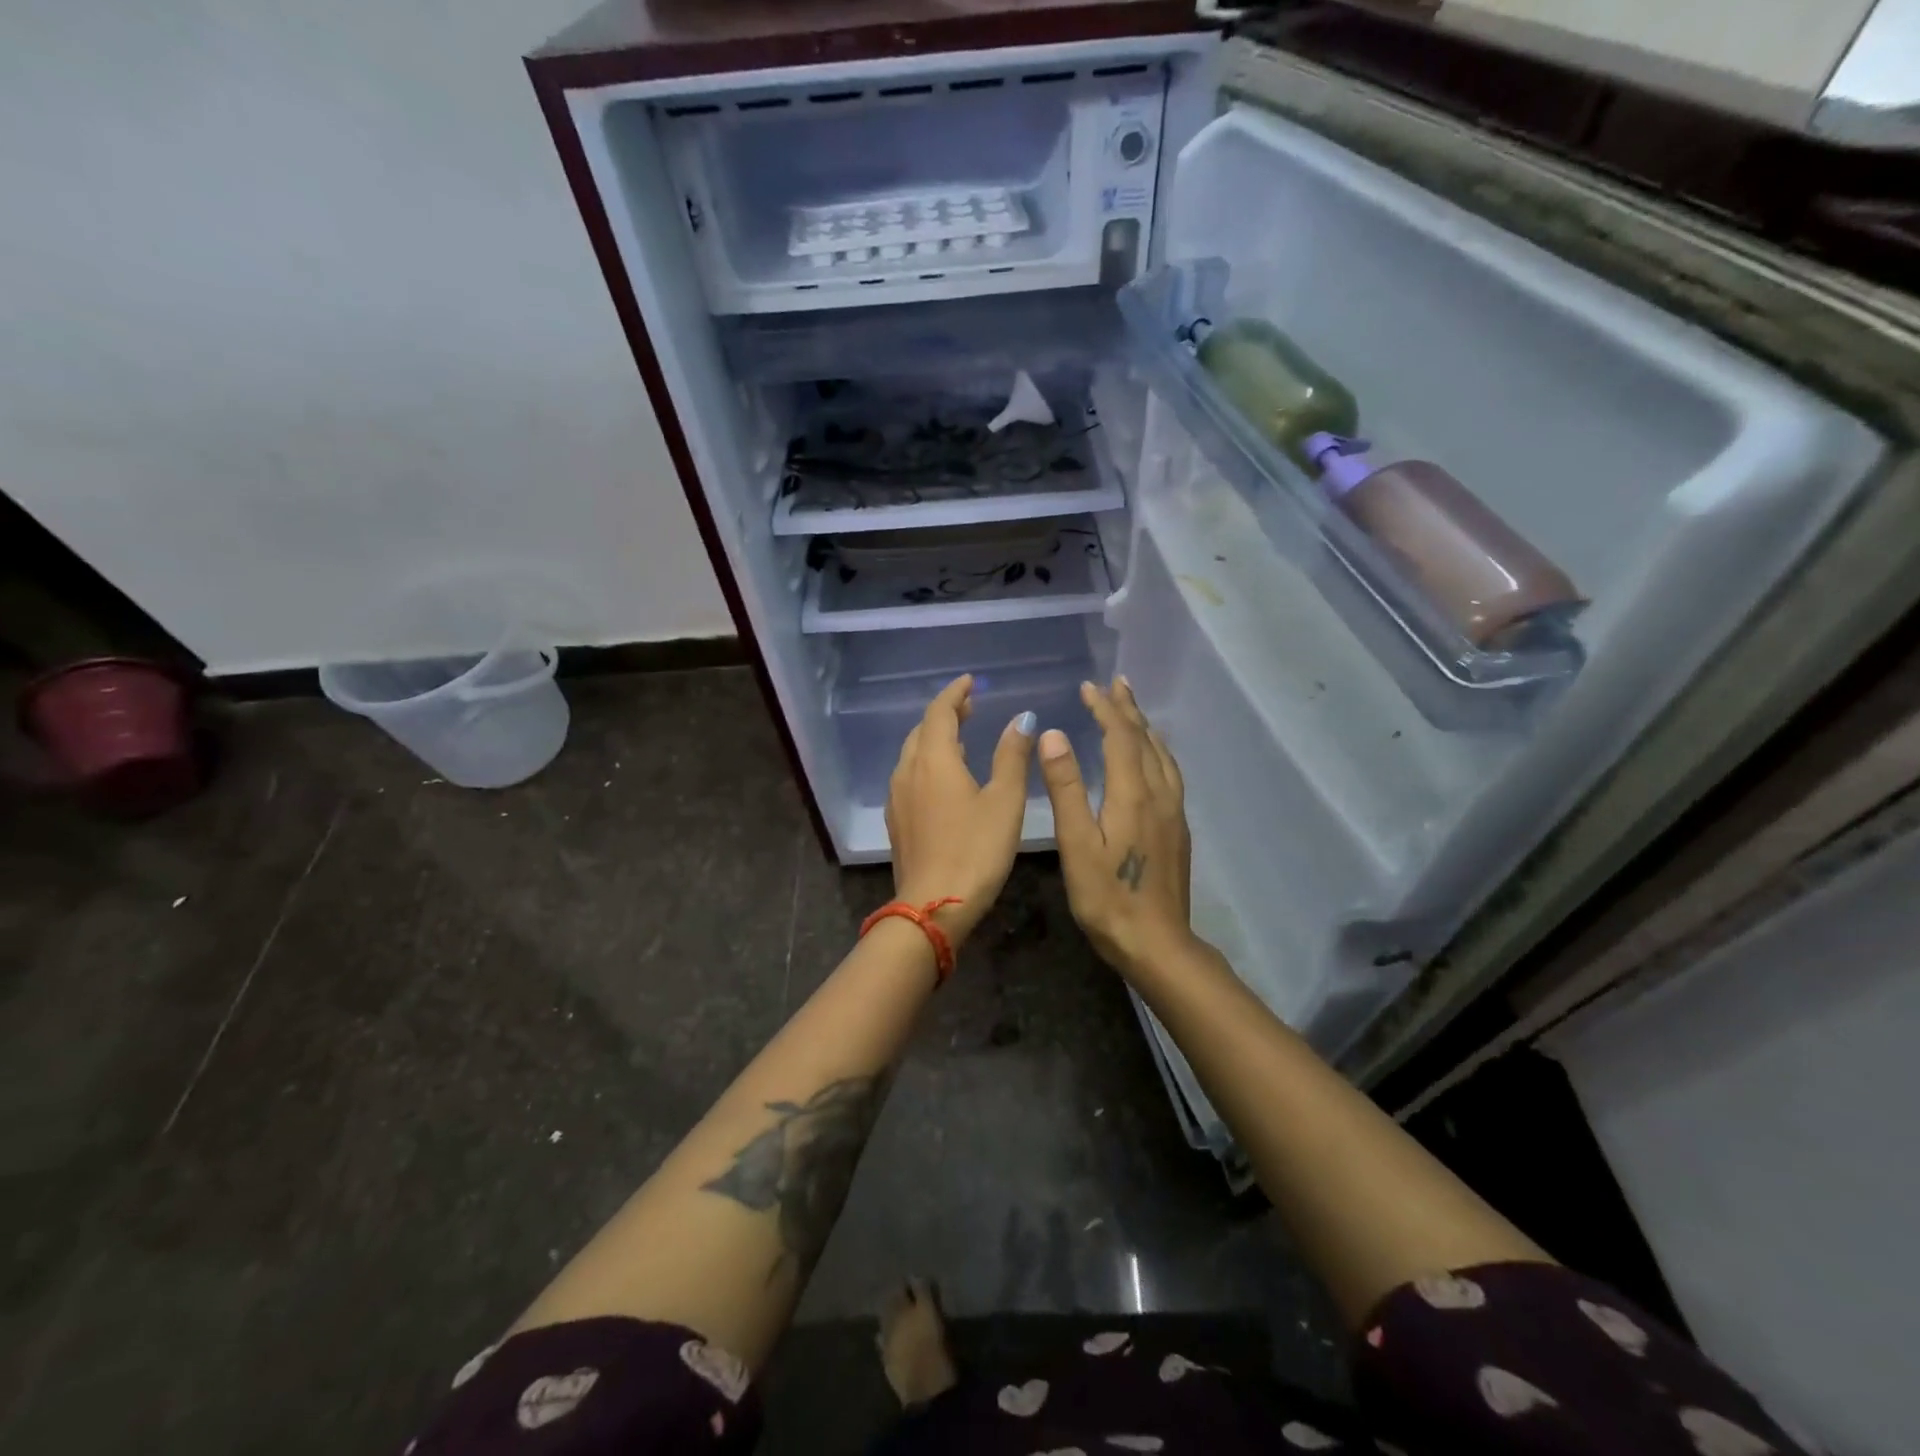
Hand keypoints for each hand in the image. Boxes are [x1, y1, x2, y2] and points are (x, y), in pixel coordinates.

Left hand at [885, 675, 1037, 948]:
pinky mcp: (897, 820)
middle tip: (970, 707)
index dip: (955, 693)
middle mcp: (908, 771)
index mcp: (933, 759)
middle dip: (945, 714)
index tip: (970, 682)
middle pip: (922, 730)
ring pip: (913, 754)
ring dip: (935, 739)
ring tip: (960, 737)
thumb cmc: (975, 850)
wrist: (933, 906)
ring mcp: (898, 797)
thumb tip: (1023, 718)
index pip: (939, 712)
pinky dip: (928, 763)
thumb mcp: (1004, 800)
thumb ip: (1012, 756)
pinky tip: (945, 779)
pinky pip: (910, 776)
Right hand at [1038, 678, 1194, 973]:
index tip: (1088, 686)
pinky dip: (1157, 751)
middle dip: (1128, 709)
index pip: (1120, 737)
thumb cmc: (1107, 897)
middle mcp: (1159, 795)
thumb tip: (1053, 734)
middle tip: (1114, 683)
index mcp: (1133, 794)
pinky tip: (1153, 759)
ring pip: (1162, 756)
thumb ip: (1066, 787)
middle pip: (1145, 740)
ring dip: (1146, 727)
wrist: (1158, 943)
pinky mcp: (1178, 829)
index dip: (1105, 708)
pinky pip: (1170, 773)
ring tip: (1134, 711)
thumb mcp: (1076, 844)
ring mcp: (1174, 812)